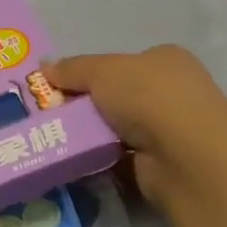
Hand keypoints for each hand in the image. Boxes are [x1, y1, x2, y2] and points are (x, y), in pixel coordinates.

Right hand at [44, 46, 226, 203]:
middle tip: (53, 117)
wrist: (182, 153)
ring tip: (58, 141)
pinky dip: (102, 161)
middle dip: (89, 108)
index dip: (92, 74)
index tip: (61, 88)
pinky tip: (80, 163)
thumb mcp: (102, 71)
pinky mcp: (162, 165)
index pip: (123, 64)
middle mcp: (171, 93)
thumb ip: (72, 69)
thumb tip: (44, 67)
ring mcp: (170, 131)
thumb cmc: (146, 96)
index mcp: (164, 61)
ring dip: (94, 137)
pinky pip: (121, 160)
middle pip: (119, 98)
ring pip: (119, 131)